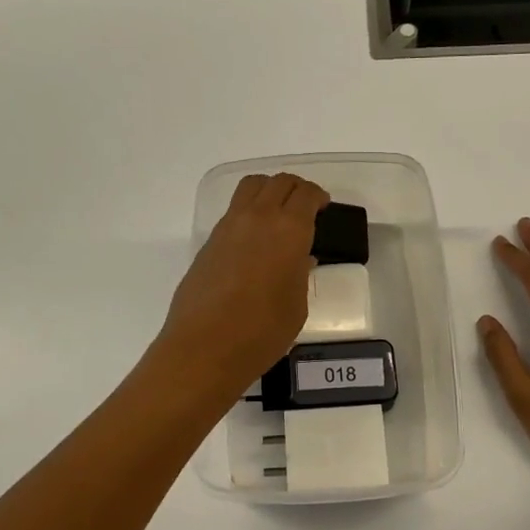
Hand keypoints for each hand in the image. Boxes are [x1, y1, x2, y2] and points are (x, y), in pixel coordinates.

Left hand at [154, 172, 329, 396]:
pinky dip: (249, 212)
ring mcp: (229, 226)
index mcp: (289, 229)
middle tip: (306, 208)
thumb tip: (299, 258)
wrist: (205, 347)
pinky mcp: (209, 241)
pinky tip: (255, 240)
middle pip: (279, 182)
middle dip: (296, 189)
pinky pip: (234, 211)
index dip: (318, 197)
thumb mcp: (297, 304)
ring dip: (269, 191)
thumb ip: (300, 273)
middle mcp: (258, 218)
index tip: (324, 208)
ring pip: (251, 187)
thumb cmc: (262, 330)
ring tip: (278, 215)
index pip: (306, 194)